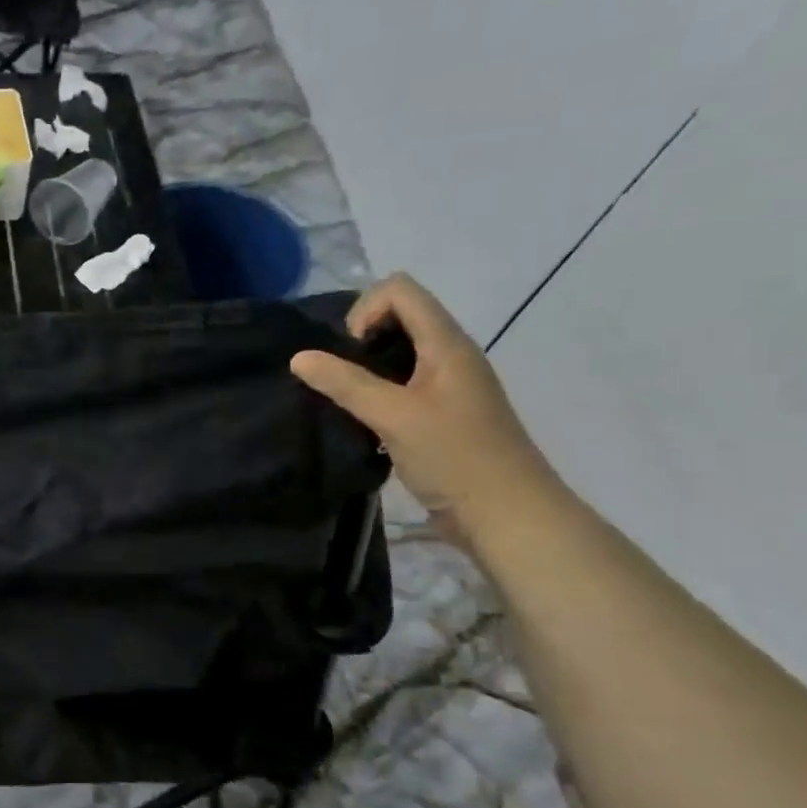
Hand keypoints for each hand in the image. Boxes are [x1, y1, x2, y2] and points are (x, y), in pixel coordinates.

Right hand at [291, 273, 557, 545]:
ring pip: (399, 353)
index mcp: (447, 344)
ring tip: (348, 401)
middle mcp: (450, 355)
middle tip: (343, 378)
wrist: (508, 517)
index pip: (399, 290)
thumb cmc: (456, 458)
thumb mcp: (394, 417)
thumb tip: (298, 357)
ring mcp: (448, 386)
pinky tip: (365, 423)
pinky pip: (403, 384)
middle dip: (361, 338)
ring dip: (366, 368)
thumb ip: (345, 384)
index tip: (350, 354)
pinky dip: (378, 393)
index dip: (364, 311)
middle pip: (399, 316)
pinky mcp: (442, 414)